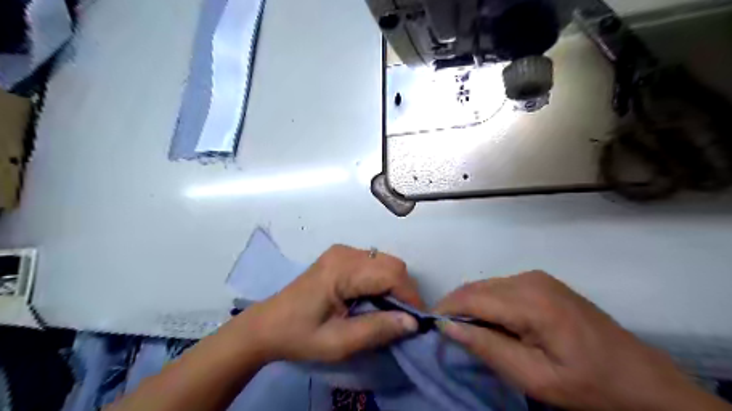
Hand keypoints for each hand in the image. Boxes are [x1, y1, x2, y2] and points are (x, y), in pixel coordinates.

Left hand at [232, 244, 420, 362]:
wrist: (268, 325)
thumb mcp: (338, 343)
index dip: (410, 296)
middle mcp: (345, 253)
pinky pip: (374, 264)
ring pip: (385, 262)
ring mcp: (342, 252)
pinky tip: (372, 299)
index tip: (416, 322)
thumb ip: (376, 329)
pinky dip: (382, 281)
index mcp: (342, 269)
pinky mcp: (341, 256)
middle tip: (402, 319)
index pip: (391, 273)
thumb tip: (413, 322)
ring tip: (388, 312)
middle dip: (404, 291)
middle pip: (391, 264)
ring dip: (394, 286)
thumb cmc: (299, 335)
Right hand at [434, 271, 725, 409]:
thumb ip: (487, 347)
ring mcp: (537, 278)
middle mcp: (530, 279)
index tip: (429, 325)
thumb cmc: (588, 384)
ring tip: (467, 331)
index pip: (472, 297)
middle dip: (455, 307)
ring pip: (487, 286)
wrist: (640, 379)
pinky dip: (488, 302)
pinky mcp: (541, 282)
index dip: (445, 309)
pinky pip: (501, 287)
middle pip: (477, 287)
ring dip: (471, 305)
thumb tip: (447, 327)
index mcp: (531, 302)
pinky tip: (491, 322)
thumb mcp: (534, 377)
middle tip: (445, 332)